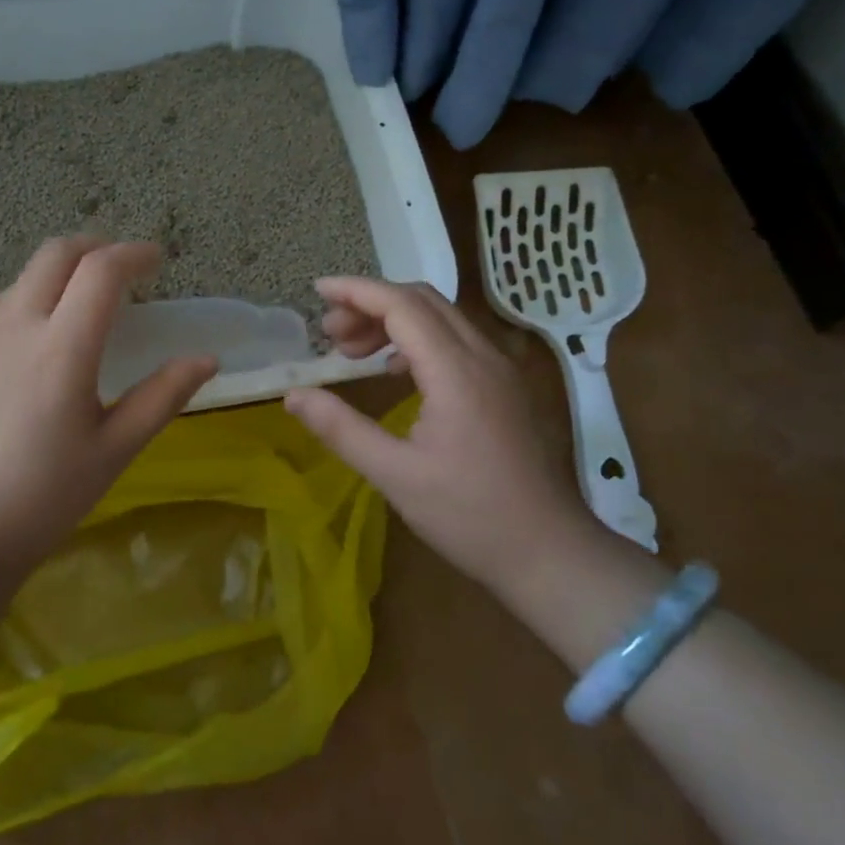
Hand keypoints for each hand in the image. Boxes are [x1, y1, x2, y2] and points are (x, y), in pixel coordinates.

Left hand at [0, 236, 218, 575]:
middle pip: (56, 254)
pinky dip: (16, 302)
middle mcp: (14, 325)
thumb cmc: (46, 497)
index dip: (134, 254)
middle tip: (119, 267)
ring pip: (19, 279)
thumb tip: (207, 359)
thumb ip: (163, 396)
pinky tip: (20, 336)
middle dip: (95, 248)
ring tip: (70, 308)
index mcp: (62, 348)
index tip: (155, 260)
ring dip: (53, 277)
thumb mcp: (116, 449)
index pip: (102, 271)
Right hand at [284, 276, 588, 600]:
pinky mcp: (506, 387)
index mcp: (456, 371)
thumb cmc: (471, 517)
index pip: (401, 305)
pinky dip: (418, 340)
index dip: (356, 291)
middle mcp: (483, 356)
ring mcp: (501, 369)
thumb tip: (293, 396)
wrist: (551, 554)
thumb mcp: (395, 476)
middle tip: (330, 333)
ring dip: (394, 321)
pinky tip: (395, 371)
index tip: (317, 290)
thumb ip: (341, 429)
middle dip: (370, 304)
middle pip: (422, 301)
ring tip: (353, 351)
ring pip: (441, 318)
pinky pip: (457, 340)